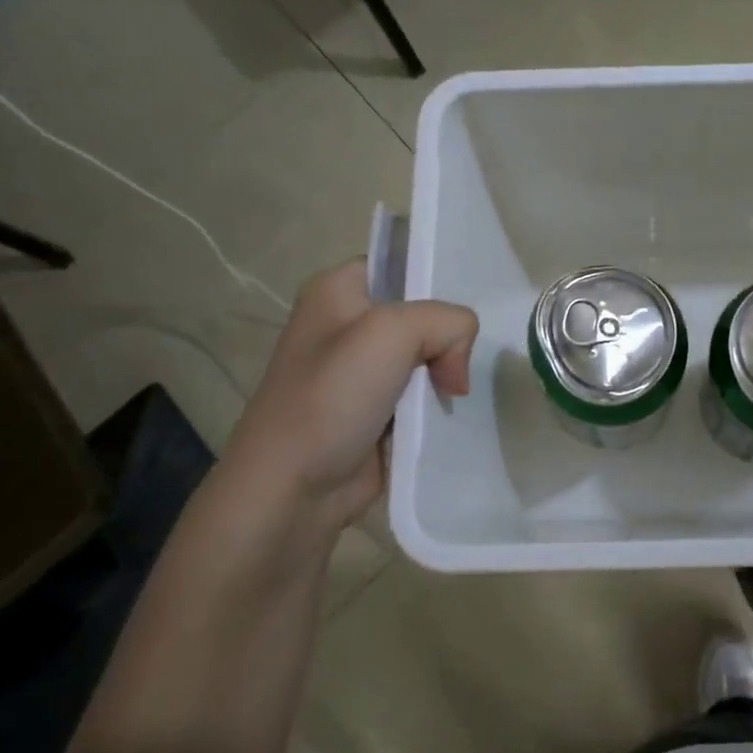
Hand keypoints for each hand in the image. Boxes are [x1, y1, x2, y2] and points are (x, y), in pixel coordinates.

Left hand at [211, 260, 477, 546]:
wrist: (293, 488)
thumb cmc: (332, 397)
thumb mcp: (392, 333)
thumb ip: (447, 323)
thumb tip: (455, 372)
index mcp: (338, 289)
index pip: (404, 264)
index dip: (437, 284)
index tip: (460, 319)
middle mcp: (348, 324)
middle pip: (423, 313)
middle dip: (449, 338)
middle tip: (456, 369)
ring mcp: (361, 371)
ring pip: (427, 356)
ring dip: (446, 375)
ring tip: (455, 394)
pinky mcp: (375, 410)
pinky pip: (421, 394)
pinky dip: (438, 404)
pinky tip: (449, 414)